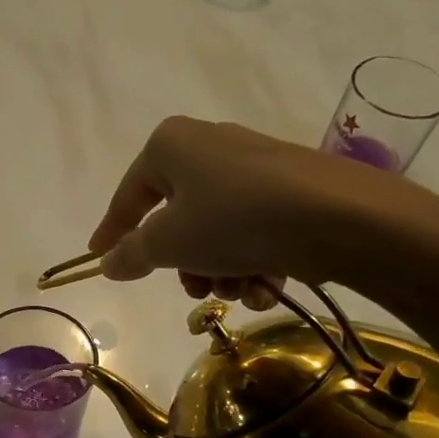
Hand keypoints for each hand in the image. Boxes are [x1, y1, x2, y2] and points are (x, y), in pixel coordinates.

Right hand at [87, 115, 430, 303]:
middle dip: (184, 264)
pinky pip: (252, 229)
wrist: (340, 217)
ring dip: (219, 270)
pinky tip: (266, 287)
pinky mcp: (289, 189)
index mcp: (171, 146)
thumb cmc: (235, 220)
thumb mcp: (170, 243)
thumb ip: (132, 253)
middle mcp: (210, 147)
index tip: (98, 258)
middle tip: (195, 290)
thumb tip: (108, 263)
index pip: (129, 196)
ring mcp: (253, 167)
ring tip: (239, 292)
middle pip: (177, 218)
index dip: (111, 230)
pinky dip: (252, 262)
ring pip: (216, 230)